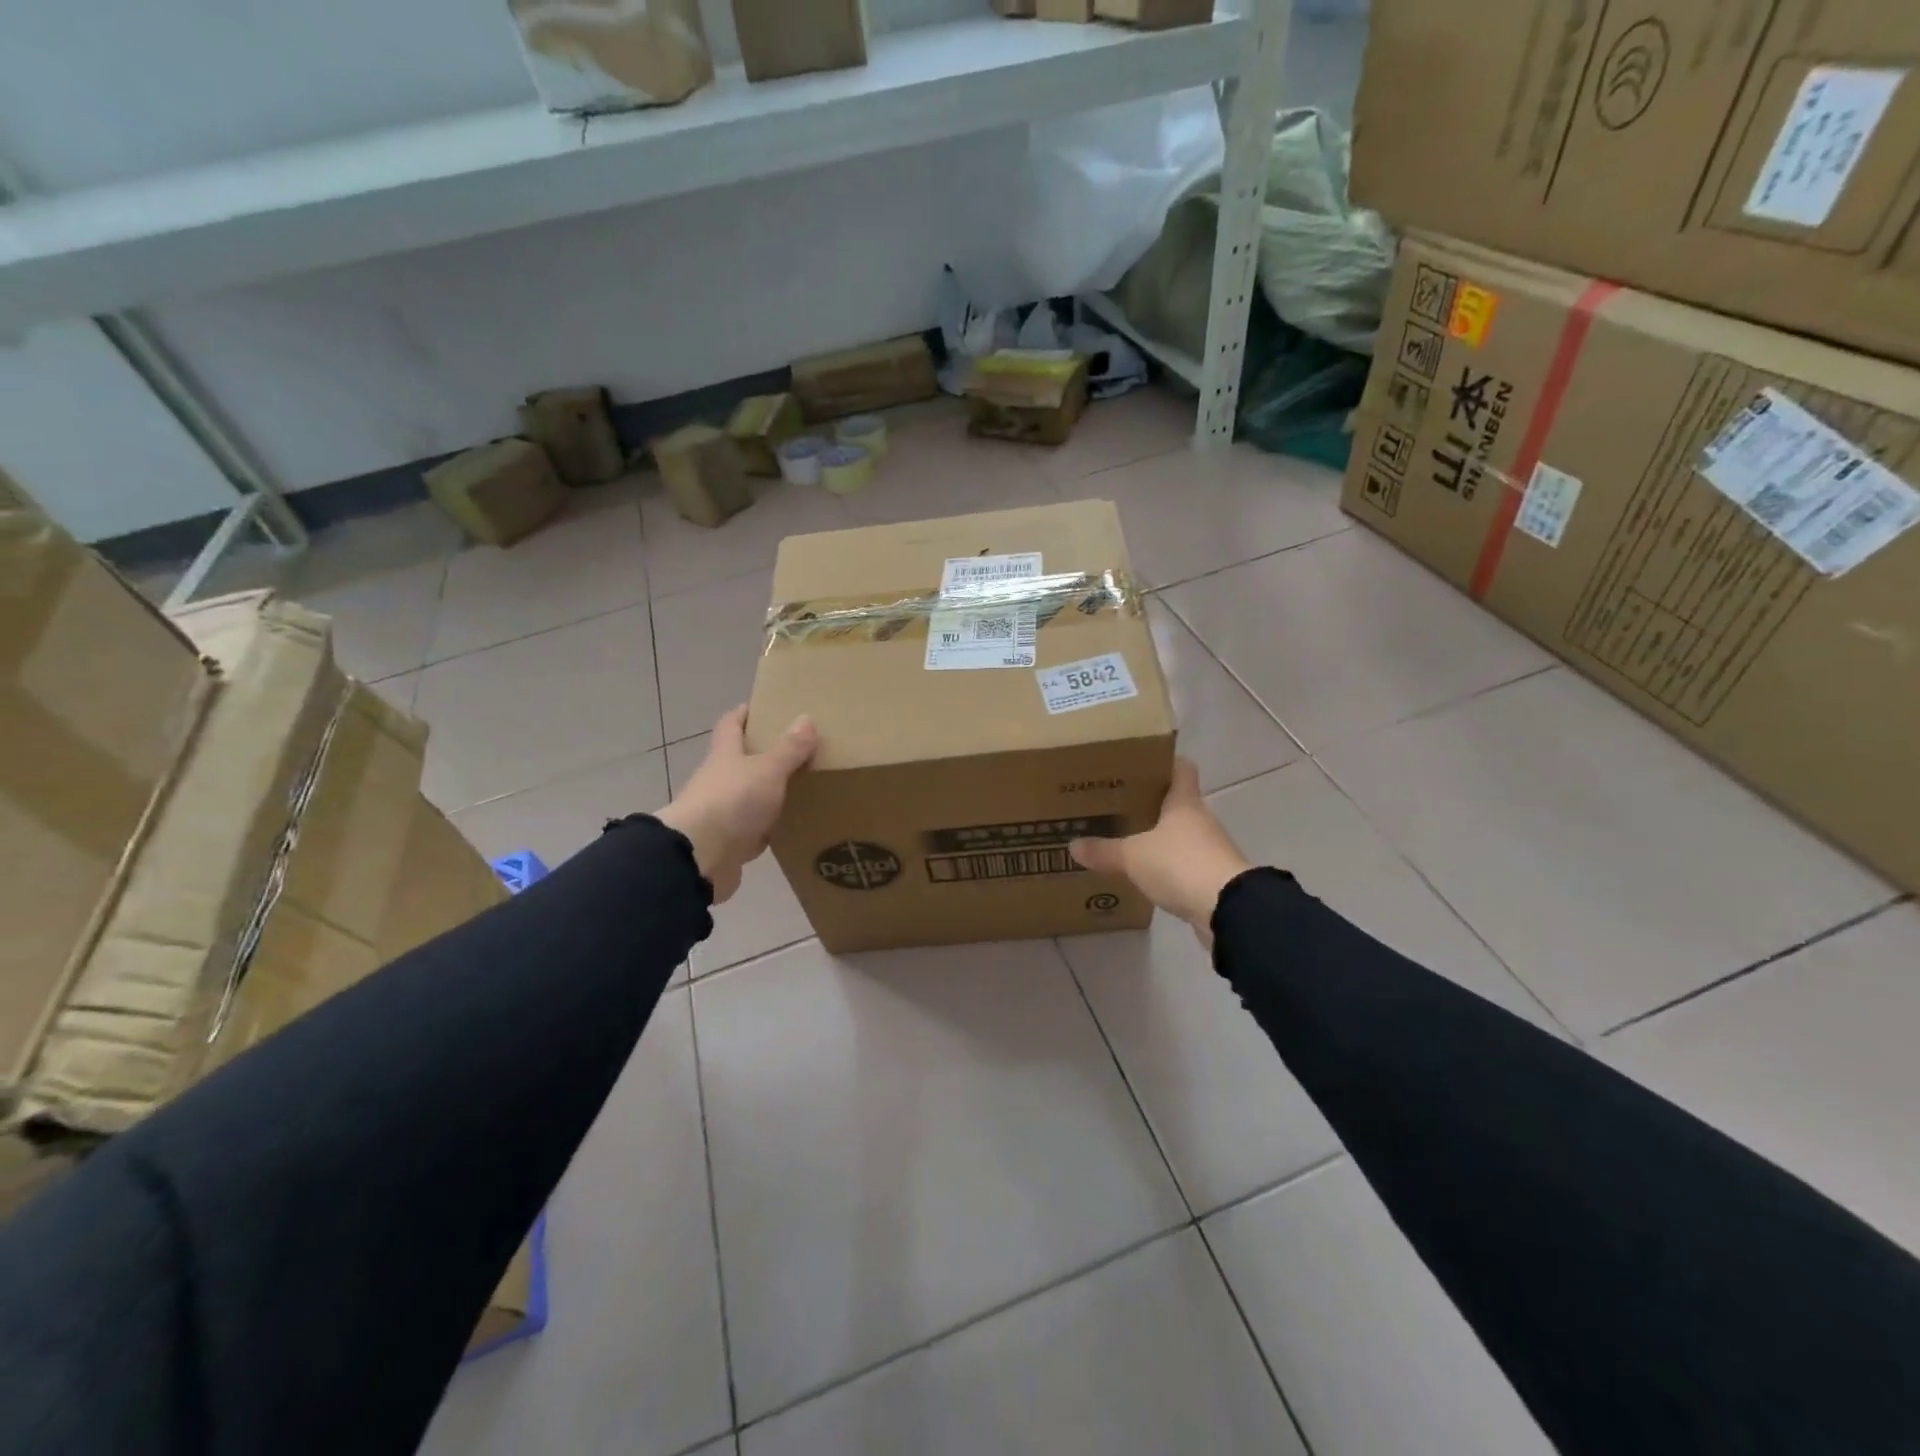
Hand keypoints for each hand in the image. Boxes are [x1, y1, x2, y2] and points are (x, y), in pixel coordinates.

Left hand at [657, 706, 817, 902]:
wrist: (699, 859)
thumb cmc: (732, 802)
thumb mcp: (767, 770)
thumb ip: (788, 749)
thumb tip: (806, 718)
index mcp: (725, 756)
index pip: (731, 725)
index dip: (745, 714)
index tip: (764, 707)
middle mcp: (720, 780)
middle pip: (741, 761)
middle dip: (765, 754)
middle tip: (799, 749)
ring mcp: (723, 813)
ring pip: (750, 796)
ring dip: (770, 792)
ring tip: (804, 786)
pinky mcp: (730, 843)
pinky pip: (755, 829)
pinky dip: (771, 827)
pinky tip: (793, 826)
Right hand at [1069, 758, 1251, 948]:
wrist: (1228, 909)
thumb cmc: (1180, 864)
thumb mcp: (1133, 856)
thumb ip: (1104, 850)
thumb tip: (1073, 845)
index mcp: (1184, 802)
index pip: (1181, 768)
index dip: (1163, 762)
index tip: (1139, 764)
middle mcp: (1200, 819)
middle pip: (1176, 803)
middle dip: (1149, 804)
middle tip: (1117, 805)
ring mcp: (1210, 849)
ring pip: (1179, 834)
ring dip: (1158, 837)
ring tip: (1125, 840)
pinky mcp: (1212, 877)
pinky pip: (1184, 864)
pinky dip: (1167, 866)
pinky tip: (1145, 874)